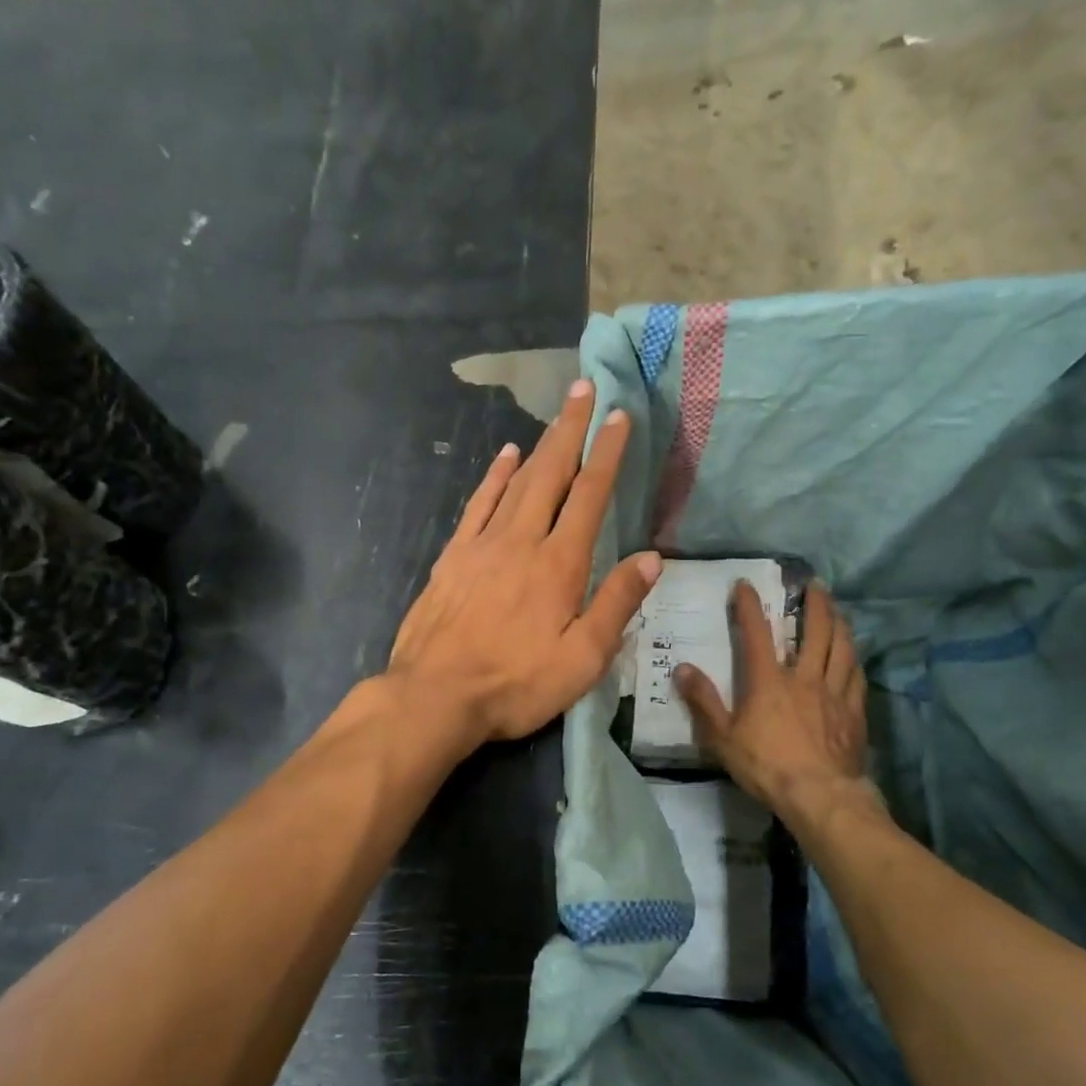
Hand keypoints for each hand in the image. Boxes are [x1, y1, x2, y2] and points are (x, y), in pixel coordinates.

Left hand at [387, 380, 660, 745]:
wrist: (434, 696)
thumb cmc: (516, 684)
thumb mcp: (581, 659)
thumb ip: (616, 604)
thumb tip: (651, 558)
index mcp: (559, 564)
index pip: (589, 496)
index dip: (606, 454)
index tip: (618, 416)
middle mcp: (521, 541)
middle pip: (551, 473)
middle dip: (571, 430)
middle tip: (584, 389)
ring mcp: (482, 545)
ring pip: (515, 481)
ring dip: (539, 444)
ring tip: (556, 416)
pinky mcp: (453, 557)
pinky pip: (478, 504)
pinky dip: (493, 476)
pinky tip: (504, 456)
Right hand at [673, 580, 876, 820]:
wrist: (820, 795)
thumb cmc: (766, 766)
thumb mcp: (722, 738)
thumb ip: (703, 701)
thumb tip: (682, 668)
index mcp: (769, 681)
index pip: (757, 633)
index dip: (749, 605)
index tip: (745, 584)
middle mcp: (805, 677)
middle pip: (815, 631)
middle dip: (814, 604)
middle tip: (814, 584)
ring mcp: (834, 693)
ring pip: (842, 648)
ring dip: (840, 624)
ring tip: (837, 610)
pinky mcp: (854, 712)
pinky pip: (856, 677)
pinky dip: (854, 660)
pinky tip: (853, 656)